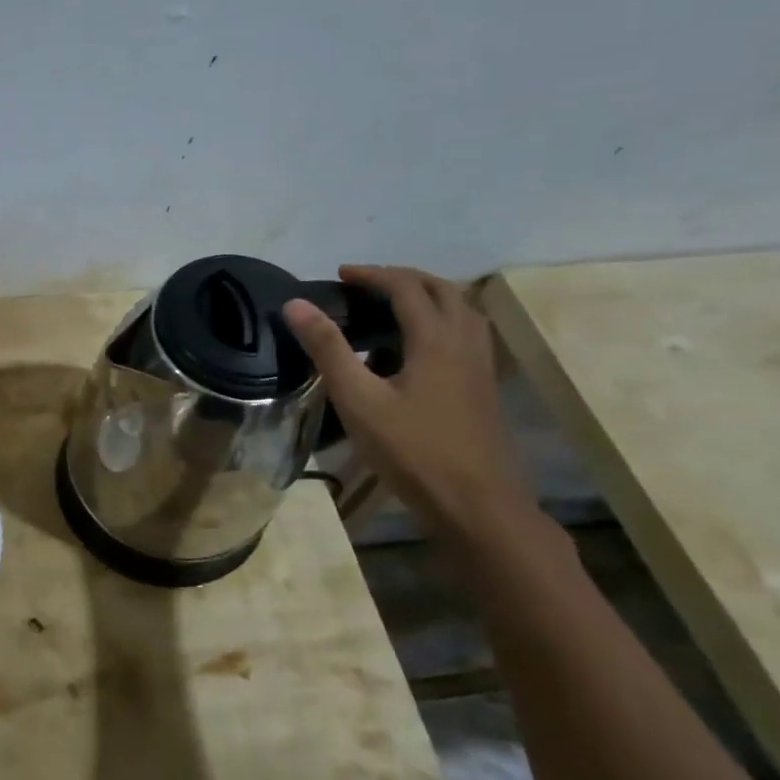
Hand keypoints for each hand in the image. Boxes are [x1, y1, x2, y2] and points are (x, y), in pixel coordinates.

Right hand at [283, 265, 530, 534]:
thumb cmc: (412, 451)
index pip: (406, 287)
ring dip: (427, 296)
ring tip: (392, 306)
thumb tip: (296, 304)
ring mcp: (481, 366)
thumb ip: (328, 349)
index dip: (372, 275)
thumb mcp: (358, 399)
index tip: (339, 276)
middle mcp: (465, 342)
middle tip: (365, 284)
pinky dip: (441, 321)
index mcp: (436, 339)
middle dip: (403, 278)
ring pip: (461, 311)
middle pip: (442, 289)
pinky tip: (418, 348)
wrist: (477, 504)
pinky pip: (466, 334)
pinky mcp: (483, 387)